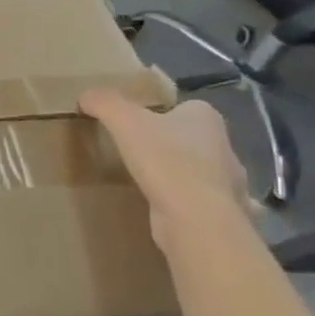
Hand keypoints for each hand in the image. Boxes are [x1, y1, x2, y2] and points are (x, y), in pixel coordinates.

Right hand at [79, 88, 251, 246]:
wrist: (196, 219)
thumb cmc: (166, 159)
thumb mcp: (124, 120)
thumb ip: (104, 102)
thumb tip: (86, 96)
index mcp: (206, 119)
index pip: (186, 107)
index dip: (162, 112)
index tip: (137, 123)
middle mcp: (224, 148)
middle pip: (193, 139)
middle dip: (171, 145)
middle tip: (136, 151)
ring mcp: (229, 185)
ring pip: (200, 173)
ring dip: (180, 176)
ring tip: (147, 181)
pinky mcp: (222, 216)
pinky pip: (199, 204)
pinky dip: (184, 205)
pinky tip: (163, 209)